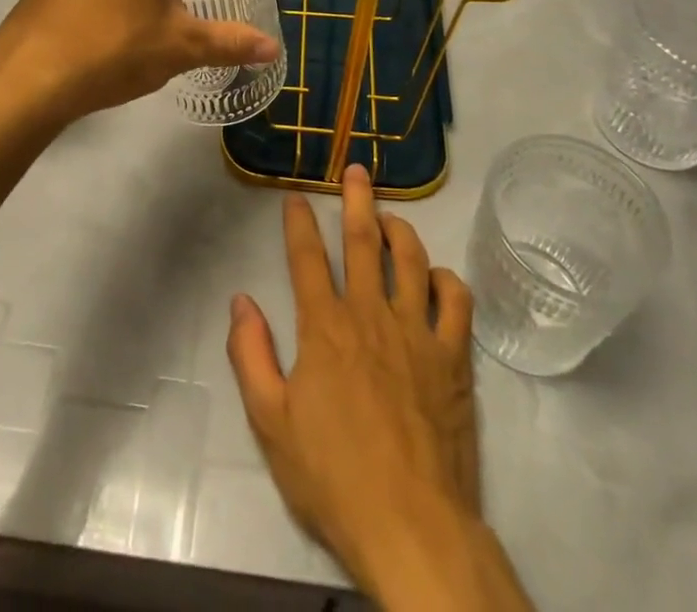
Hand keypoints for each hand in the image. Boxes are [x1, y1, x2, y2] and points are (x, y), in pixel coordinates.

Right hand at [227, 164, 480, 579]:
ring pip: (411, 259)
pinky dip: (445, 278)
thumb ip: (250, 355)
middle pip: (364, 241)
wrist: (411, 527)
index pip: (307, 257)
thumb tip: (241, 300)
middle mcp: (370, 314)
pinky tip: (436, 277)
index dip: (299, 222)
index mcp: (324, 327)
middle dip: (357, 200)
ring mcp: (417, 332)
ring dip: (400, 229)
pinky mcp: (453, 356)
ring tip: (391, 215)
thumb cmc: (333, 477)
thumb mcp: (270, 423)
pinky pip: (455, 300)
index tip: (297, 196)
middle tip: (357, 169)